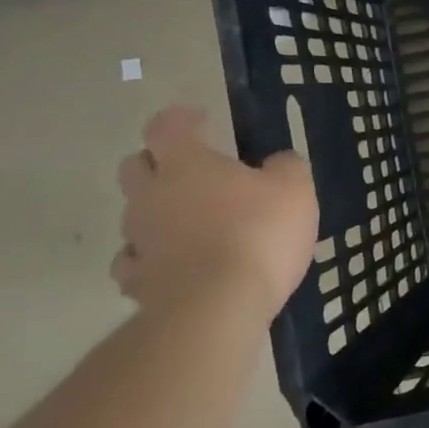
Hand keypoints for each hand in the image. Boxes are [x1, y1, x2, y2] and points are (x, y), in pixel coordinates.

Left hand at [111, 106, 318, 320]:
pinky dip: (152, 258)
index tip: (200, 119)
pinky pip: (135, 262)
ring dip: (156, 212)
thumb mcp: (294, 189)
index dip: (181, 118)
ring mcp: (138, 240)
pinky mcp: (137, 283)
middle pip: (135, 166)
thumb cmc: (258, 233)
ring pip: (134, 215)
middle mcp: (151, 195)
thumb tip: (275, 163)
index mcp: (186, 163)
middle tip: (191, 170)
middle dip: (157, 162)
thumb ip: (285, 167)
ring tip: (190, 224)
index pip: (167, 126)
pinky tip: (175, 265)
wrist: (216, 308)